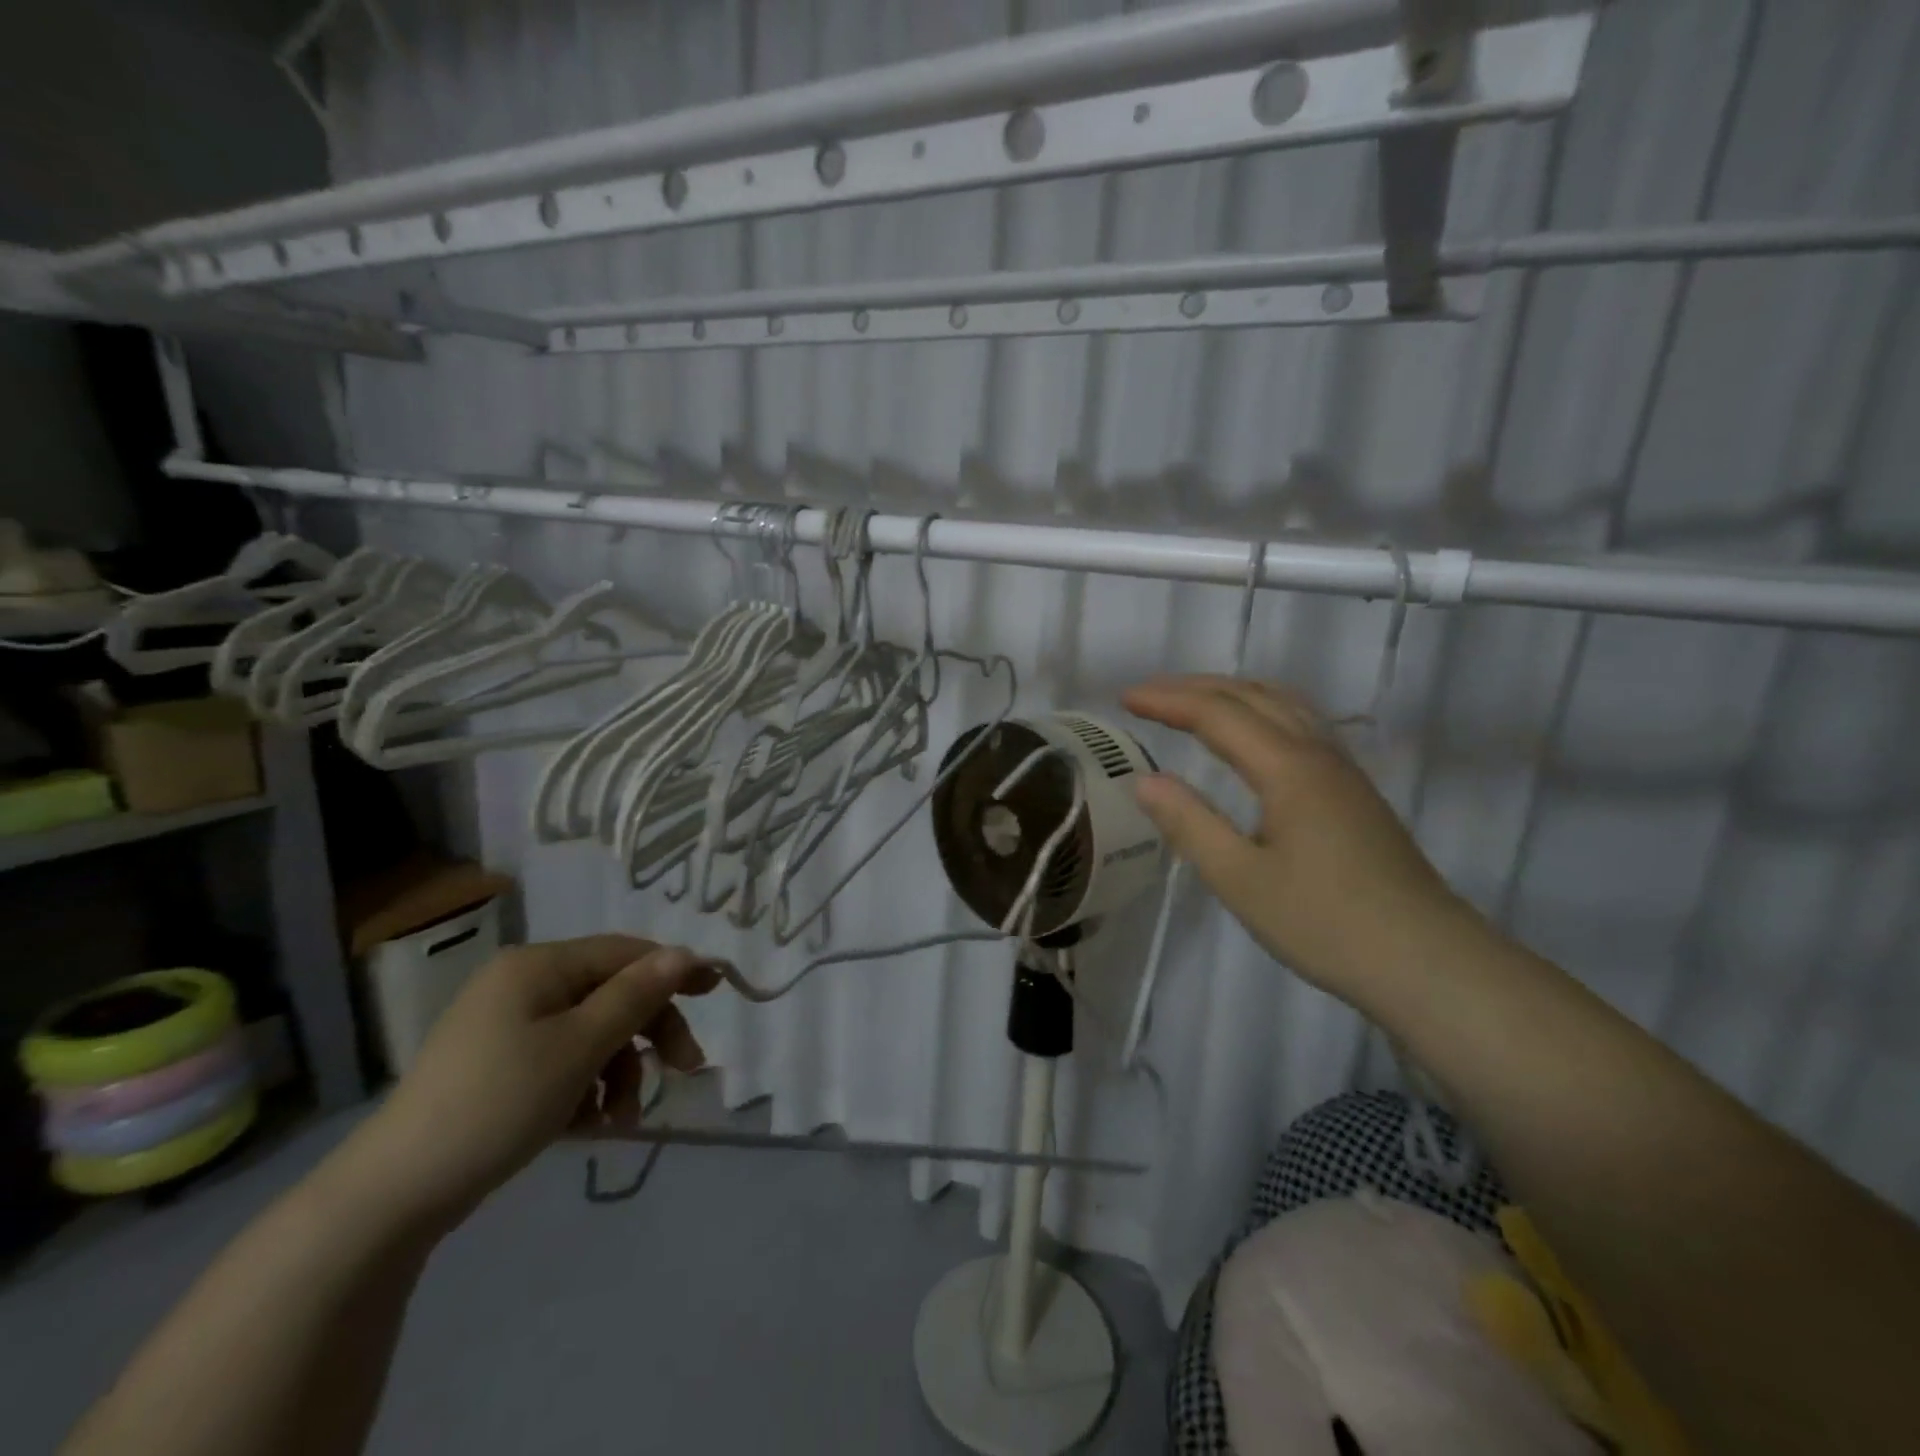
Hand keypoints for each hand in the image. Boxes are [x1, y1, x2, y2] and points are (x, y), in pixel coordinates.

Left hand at [347, 935, 718, 1230]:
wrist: (394, 1195)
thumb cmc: (499, 1103)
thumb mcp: (580, 1047)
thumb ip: (636, 996)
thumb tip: (685, 953)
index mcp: (538, 966)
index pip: (625, 952)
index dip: (674, 969)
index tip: (717, 992)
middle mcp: (523, 985)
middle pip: (611, 994)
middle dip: (648, 1033)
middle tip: (683, 1070)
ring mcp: (507, 1027)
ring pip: (592, 1033)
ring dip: (620, 1072)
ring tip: (623, 1120)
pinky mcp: (499, 1067)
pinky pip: (564, 1061)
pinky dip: (587, 1088)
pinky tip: (591, 1126)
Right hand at [1123, 675, 1473, 1004]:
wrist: (1427, 962)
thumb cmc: (1325, 923)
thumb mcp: (1240, 880)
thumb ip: (1189, 824)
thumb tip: (1144, 780)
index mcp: (1288, 768)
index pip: (1217, 714)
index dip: (1167, 700)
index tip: (1124, 698)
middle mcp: (1317, 754)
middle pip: (1252, 696)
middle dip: (1195, 687)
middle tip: (1147, 693)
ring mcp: (1342, 771)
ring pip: (1284, 705)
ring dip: (1232, 693)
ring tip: (1192, 701)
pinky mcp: (1353, 792)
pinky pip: (1301, 724)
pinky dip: (1261, 710)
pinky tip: (1253, 734)